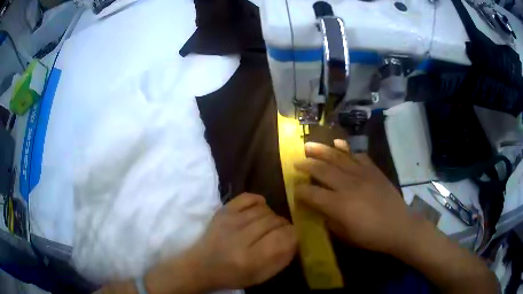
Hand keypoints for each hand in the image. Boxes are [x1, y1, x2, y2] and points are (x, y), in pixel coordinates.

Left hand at [184, 193, 296, 290]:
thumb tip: (294, 238)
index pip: (283, 237)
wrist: (201, 266)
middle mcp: (241, 237)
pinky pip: (247, 197)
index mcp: (251, 258)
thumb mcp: (261, 276)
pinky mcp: (223, 211)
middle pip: (275, 221)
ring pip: (264, 210)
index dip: (293, 235)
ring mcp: (230, 221)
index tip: (292, 238)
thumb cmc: (233, 275)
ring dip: (272, 217)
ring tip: (268, 226)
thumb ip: (282, 258)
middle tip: (280, 233)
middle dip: (283, 226)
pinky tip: (260, 209)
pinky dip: (258, 201)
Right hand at [295, 140, 413, 253]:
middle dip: (306, 164)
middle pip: (322, 170)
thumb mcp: (345, 234)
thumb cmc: (370, 235)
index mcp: (339, 204)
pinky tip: (338, 144)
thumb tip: (318, 208)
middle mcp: (347, 185)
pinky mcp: (373, 170)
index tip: (294, 189)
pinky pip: (358, 155)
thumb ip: (328, 219)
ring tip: (309, 145)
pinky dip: (347, 149)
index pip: (312, 193)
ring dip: (322, 150)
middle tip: (296, 161)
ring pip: (338, 157)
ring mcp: (362, 174)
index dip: (300, 191)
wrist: (398, 226)